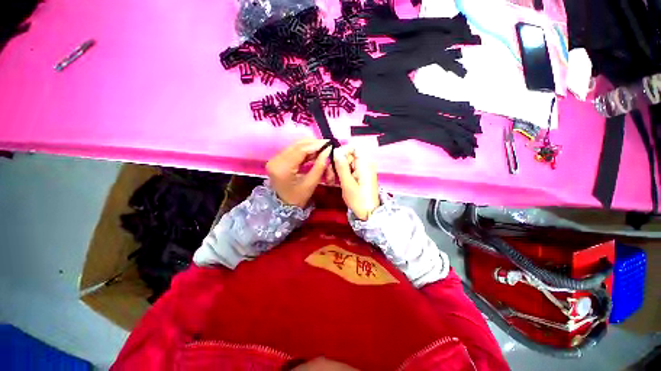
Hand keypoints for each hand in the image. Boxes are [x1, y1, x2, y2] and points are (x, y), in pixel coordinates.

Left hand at [266, 139, 331, 207]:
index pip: (301, 150)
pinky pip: (294, 150)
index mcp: (283, 168)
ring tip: (323, 150)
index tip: (329, 144)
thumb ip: (320, 166)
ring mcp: (275, 158)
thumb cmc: (298, 198)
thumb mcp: (311, 183)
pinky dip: (305, 151)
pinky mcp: (278, 159)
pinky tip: (314, 153)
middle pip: (298, 145)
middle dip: (314, 144)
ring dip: (310, 147)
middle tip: (327, 146)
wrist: (283, 206)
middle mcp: (276, 160)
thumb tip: (329, 151)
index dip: (316, 145)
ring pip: (296, 146)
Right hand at [333, 145, 380, 220]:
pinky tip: (335, 182)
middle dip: (337, 163)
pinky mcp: (360, 176)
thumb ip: (341, 166)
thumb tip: (336, 150)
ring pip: (346, 163)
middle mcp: (365, 163)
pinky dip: (341, 174)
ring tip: (331, 181)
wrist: (369, 214)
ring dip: (337, 170)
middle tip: (329, 176)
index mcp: (364, 163)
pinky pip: (349, 170)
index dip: (341, 152)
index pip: (353, 147)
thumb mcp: (347, 183)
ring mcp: (362, 170)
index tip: (333, 161)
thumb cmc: (359, 200)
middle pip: (348, 155)